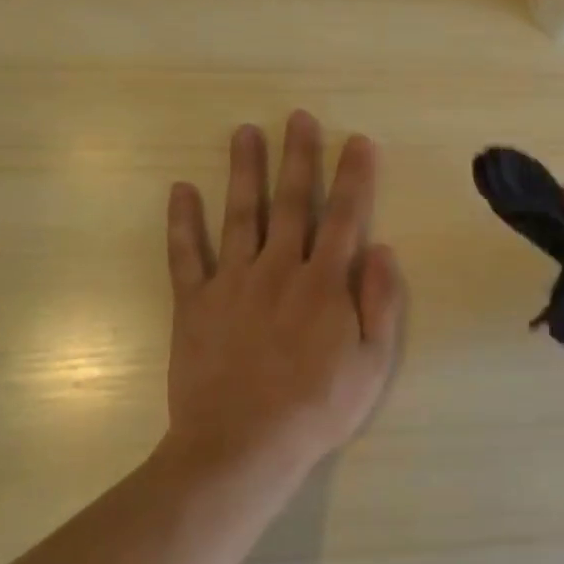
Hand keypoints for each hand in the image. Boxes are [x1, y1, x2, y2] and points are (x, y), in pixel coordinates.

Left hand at [162, 111, 407, 482]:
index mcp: (325, 283)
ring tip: (244, 132)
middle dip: (299, 156)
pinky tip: (181, 189)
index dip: (354, 176)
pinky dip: (182, 221)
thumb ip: (380, 303)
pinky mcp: (194, 303)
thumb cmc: (317, 408)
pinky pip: (185, 255)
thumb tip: (383, 249)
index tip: (358, 141)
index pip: (344, 217)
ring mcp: (232, 283)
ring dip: (245, 171)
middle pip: (292, 202)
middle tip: (298, 117)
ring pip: (241, 215)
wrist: (241, 446)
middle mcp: (279, 269)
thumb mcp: (372, 363)